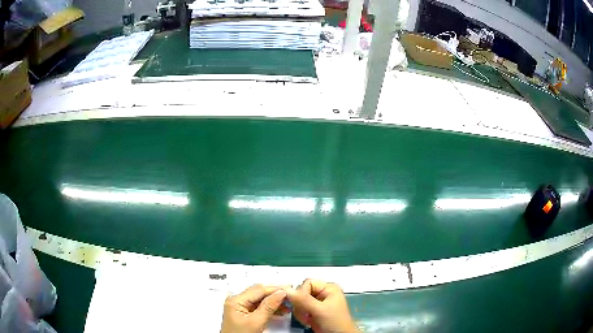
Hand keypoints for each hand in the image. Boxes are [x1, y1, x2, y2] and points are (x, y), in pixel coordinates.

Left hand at [221, 284, 287, 332]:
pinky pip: (258, 306)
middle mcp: (236, 301)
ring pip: (260, 299)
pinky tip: (279, 309)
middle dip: (275, 294)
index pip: (259, 290)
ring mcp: (240, 307)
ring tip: (287, 304)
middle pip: (259, 292)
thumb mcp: (256, 322)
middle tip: (290, 295)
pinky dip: (269, 307)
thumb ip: (268, 307)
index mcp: (236, 301)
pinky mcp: (244, 313)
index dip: (275, 289)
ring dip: (274, 301)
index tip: (289, 290)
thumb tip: (280, 293)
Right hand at [285, 279, 357, 332]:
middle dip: (300, 305)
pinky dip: (301, 316)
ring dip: (300, 312)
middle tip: (306, 314)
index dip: (301, 293)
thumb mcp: (320, 310)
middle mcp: (323, 293)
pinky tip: (308, 321)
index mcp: (329, 288)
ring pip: (299, 301)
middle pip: (301, 292)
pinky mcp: (313, 311)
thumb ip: (303, 300)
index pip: (307, 283)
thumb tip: (287, 289)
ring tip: (308, 319)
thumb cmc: (335, 322)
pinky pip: (300, 309)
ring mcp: (318, 303)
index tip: (302, 305)